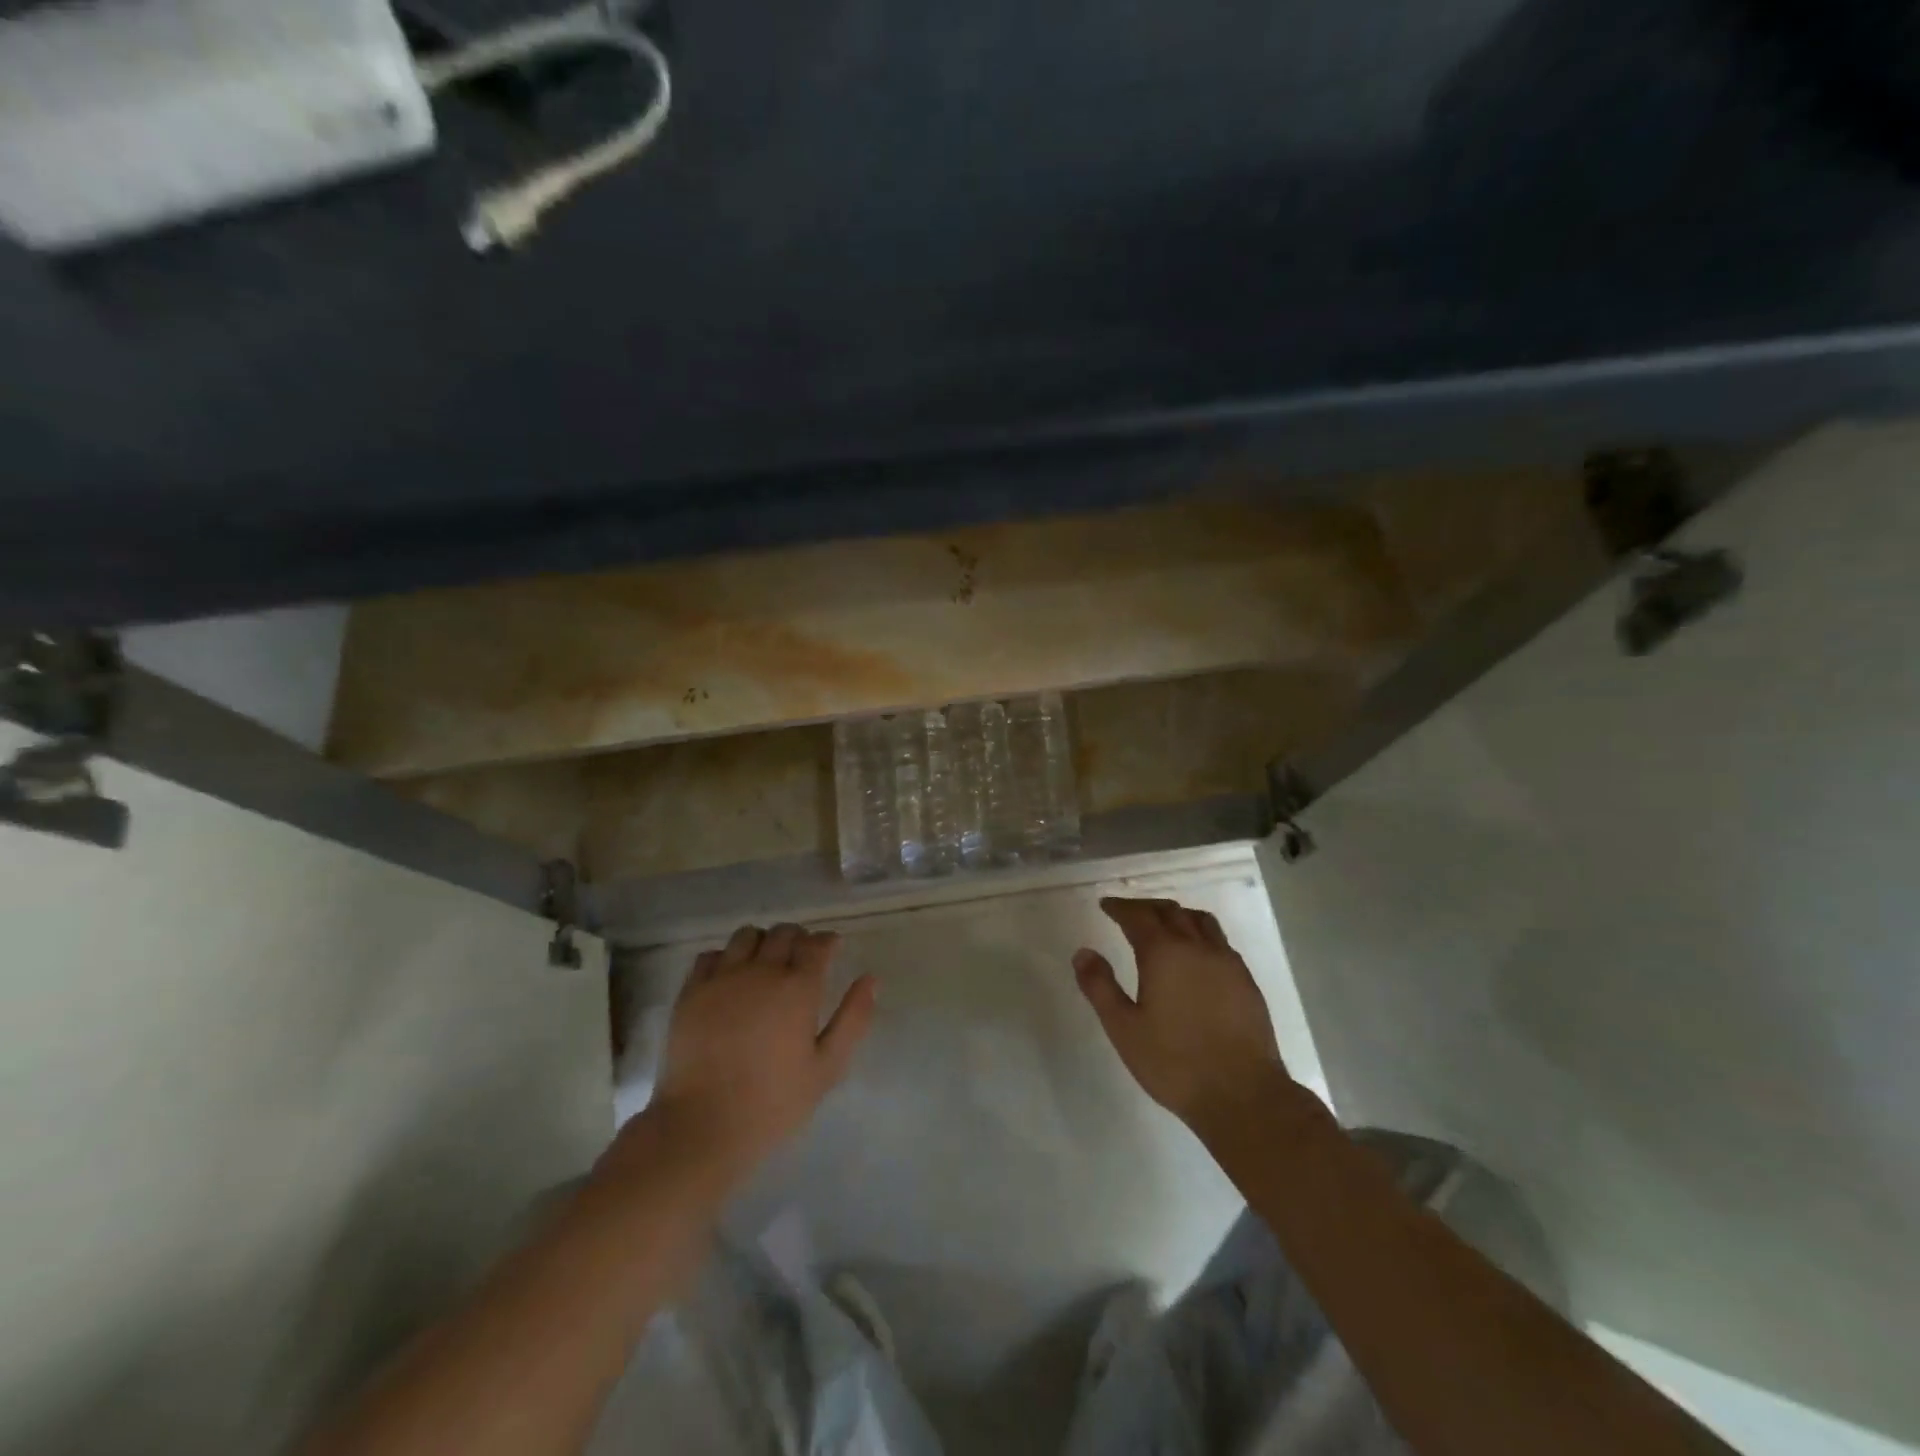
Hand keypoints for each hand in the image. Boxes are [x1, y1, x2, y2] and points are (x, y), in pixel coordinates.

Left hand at [648, 923, 876, 1186]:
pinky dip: (724, 958)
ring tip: (764, 963)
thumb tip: (871, 979)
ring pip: (746, 935)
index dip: (828, 942)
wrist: (703, 1125)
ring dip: (762, 942)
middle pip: (784, 933)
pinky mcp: (691, 992)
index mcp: (799, 988)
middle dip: (798, 938)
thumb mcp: (827, 1067)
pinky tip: (729, 977)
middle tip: (801, 959)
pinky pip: (709, 955)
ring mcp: (722, 978)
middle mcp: (761, 971)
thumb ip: (853, 1019)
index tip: (832, 950)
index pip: (817, 944)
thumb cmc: (774, 1102)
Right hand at [1073, 897, 1289, 1136]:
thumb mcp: (1123, 1028)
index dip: (1120, 907)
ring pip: (1200, 921)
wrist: (1242, 1094)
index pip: (1138, 916)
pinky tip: (1196, 955)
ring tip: (1164, 924)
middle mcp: (1196, 947)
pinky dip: (1201, 934)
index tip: (1106, 905)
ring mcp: (1226, 962)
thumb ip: (1100, 987)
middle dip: (1146, 907)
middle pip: (1170, 911)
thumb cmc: (1174, 1063)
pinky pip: (1220, 941)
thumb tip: (1083, 952)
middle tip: (1128, 912)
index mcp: (1164, 953)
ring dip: (1177, 914)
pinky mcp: (1246, 981)